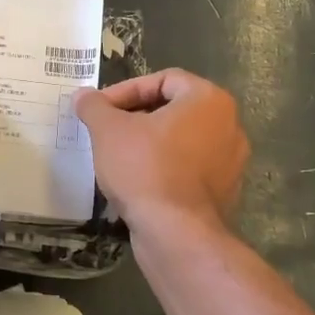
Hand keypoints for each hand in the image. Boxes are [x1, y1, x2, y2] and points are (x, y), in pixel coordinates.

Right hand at [74, 69, 248, 231]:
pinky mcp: (224, 193)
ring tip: (117, 157)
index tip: (100, 109)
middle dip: (135, 117)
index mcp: (209, 100)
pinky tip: (137, 183)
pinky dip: (163, 169)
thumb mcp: (108, 130)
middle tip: (105, 131)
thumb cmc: (145, 168)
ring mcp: (231, 162)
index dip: (126, 90)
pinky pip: (188, 169)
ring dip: (148, 144)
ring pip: (181, 141)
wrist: (177, 234)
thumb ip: (94, 106)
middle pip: (174, 109)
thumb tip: (84, 95)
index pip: (163, 80)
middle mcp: (229, 125)